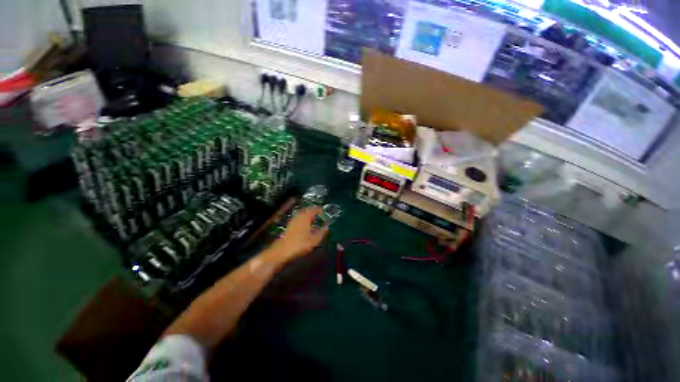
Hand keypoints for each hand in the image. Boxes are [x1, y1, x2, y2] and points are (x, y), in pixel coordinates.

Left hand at [271, 207, 327, 261]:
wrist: (281, 251)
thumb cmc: (299, 244)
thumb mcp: (314, 240)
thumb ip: (322, 232)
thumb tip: (327, 227)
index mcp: (305, 217)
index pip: (314, 209)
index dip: (320, 210)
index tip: (325, 212)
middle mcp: (299, 216)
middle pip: (308, 211)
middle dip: (314, 212)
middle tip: (320, 215)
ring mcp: (293, 221)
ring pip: (303, 215)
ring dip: (309, 217)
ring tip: (315, 221)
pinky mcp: (289, 226)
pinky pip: (299, 220)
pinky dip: (304, 221)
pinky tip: (307, 227)